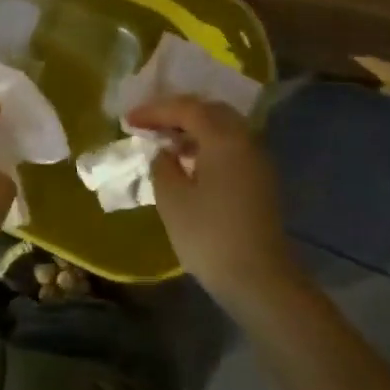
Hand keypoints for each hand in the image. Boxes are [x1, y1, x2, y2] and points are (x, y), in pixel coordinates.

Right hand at [127, 95, 294, 304]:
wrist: (260, 281)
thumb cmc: (209, 235)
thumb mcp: (171, 198)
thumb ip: (162, 165)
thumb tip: (165, 153)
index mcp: (223, 138)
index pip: (186, 108)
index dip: (154, 111)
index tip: (128, 121)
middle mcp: (245, 140)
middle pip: (209, 111)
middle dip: (177, 114)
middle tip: (149, 125)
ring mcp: (257, 161)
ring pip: (223, 129)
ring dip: (193, 130)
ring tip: (165, 145)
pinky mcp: (261, 181)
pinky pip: (231, 147)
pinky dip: (207, 146)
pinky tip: (188, 165)